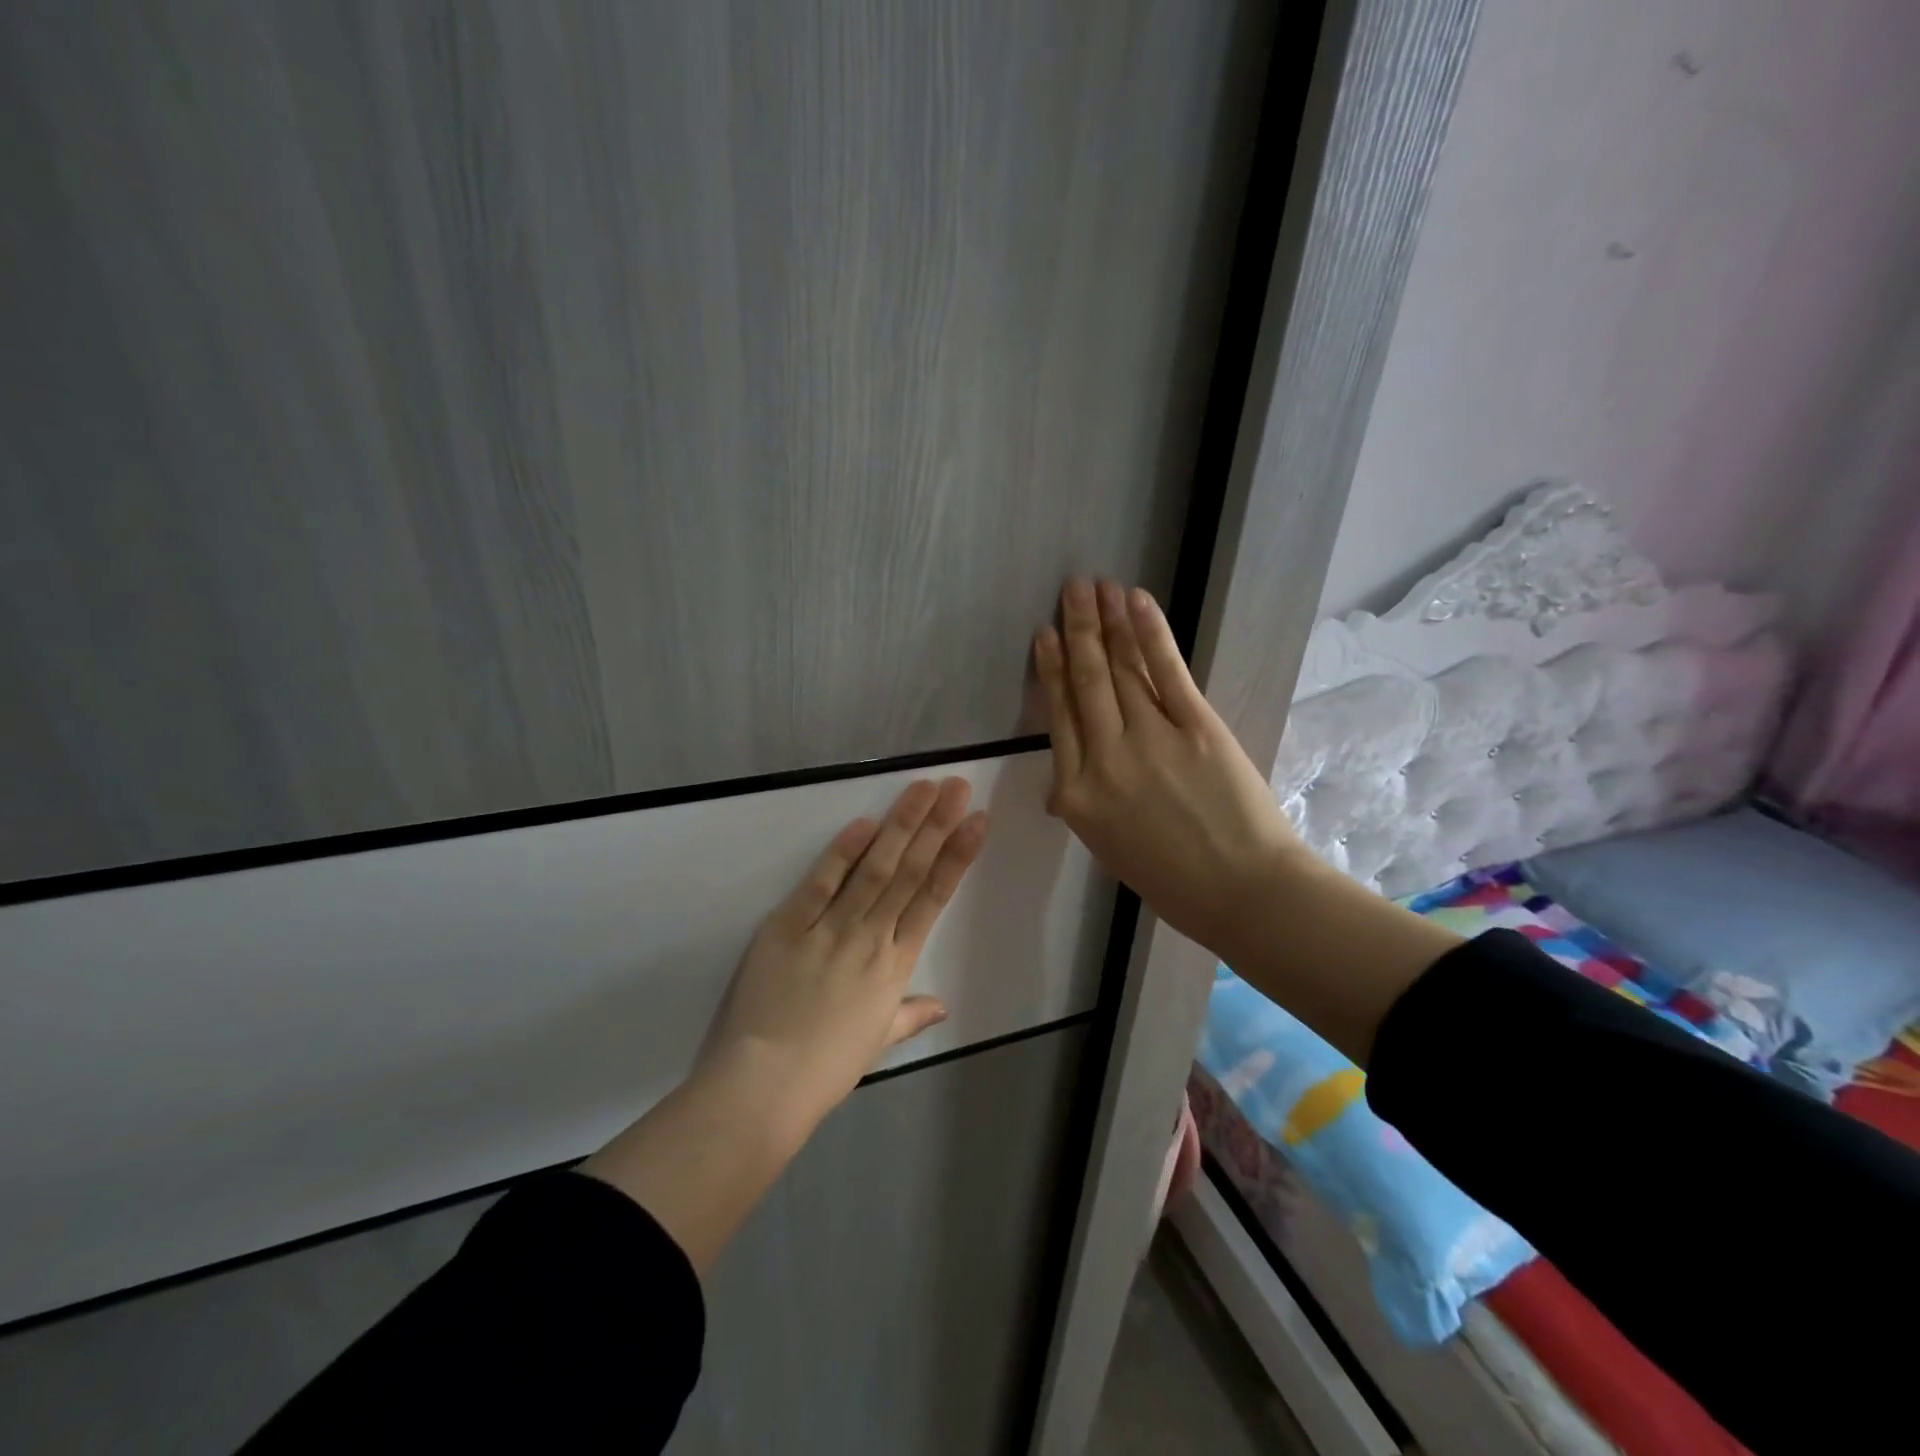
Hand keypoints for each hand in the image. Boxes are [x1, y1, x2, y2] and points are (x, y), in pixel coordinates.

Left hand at [582, 778, 986, 1271]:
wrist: (765, 1086)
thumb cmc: (825, 1069)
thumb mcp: (876, 1043)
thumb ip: (910, 1016)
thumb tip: (942, 1007)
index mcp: (896, 966)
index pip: (934, 898)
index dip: (958, 856)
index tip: (977, 820)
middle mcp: (871, 939)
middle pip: (910, 872)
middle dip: (936, 825)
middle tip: (957, 786)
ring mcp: (831, 929)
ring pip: (874, 869)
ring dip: (900, 825)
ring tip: (922, 789)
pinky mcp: (789, 926)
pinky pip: (821, 884)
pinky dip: (842, 852)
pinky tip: (863, 822)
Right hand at [1032, 579, 1300, 958]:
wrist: (1242, 893)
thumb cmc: (1171, 880)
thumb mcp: (1107, 848)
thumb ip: (1085, 804)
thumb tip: (1065, 783)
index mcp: (1076, 795)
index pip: (1057, 718)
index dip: (1049, 670)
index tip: (1044, 636)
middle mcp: (1104, 759)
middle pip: (1085, 682)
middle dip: (1076, 630)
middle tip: (1069, 589)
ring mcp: (1149, 739)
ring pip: (1120, 669)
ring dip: (1107, 622)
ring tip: (1095, 587)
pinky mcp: (1196, 727)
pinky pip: (1165, 671)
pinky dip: (1149, 633)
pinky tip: (1136, 602)